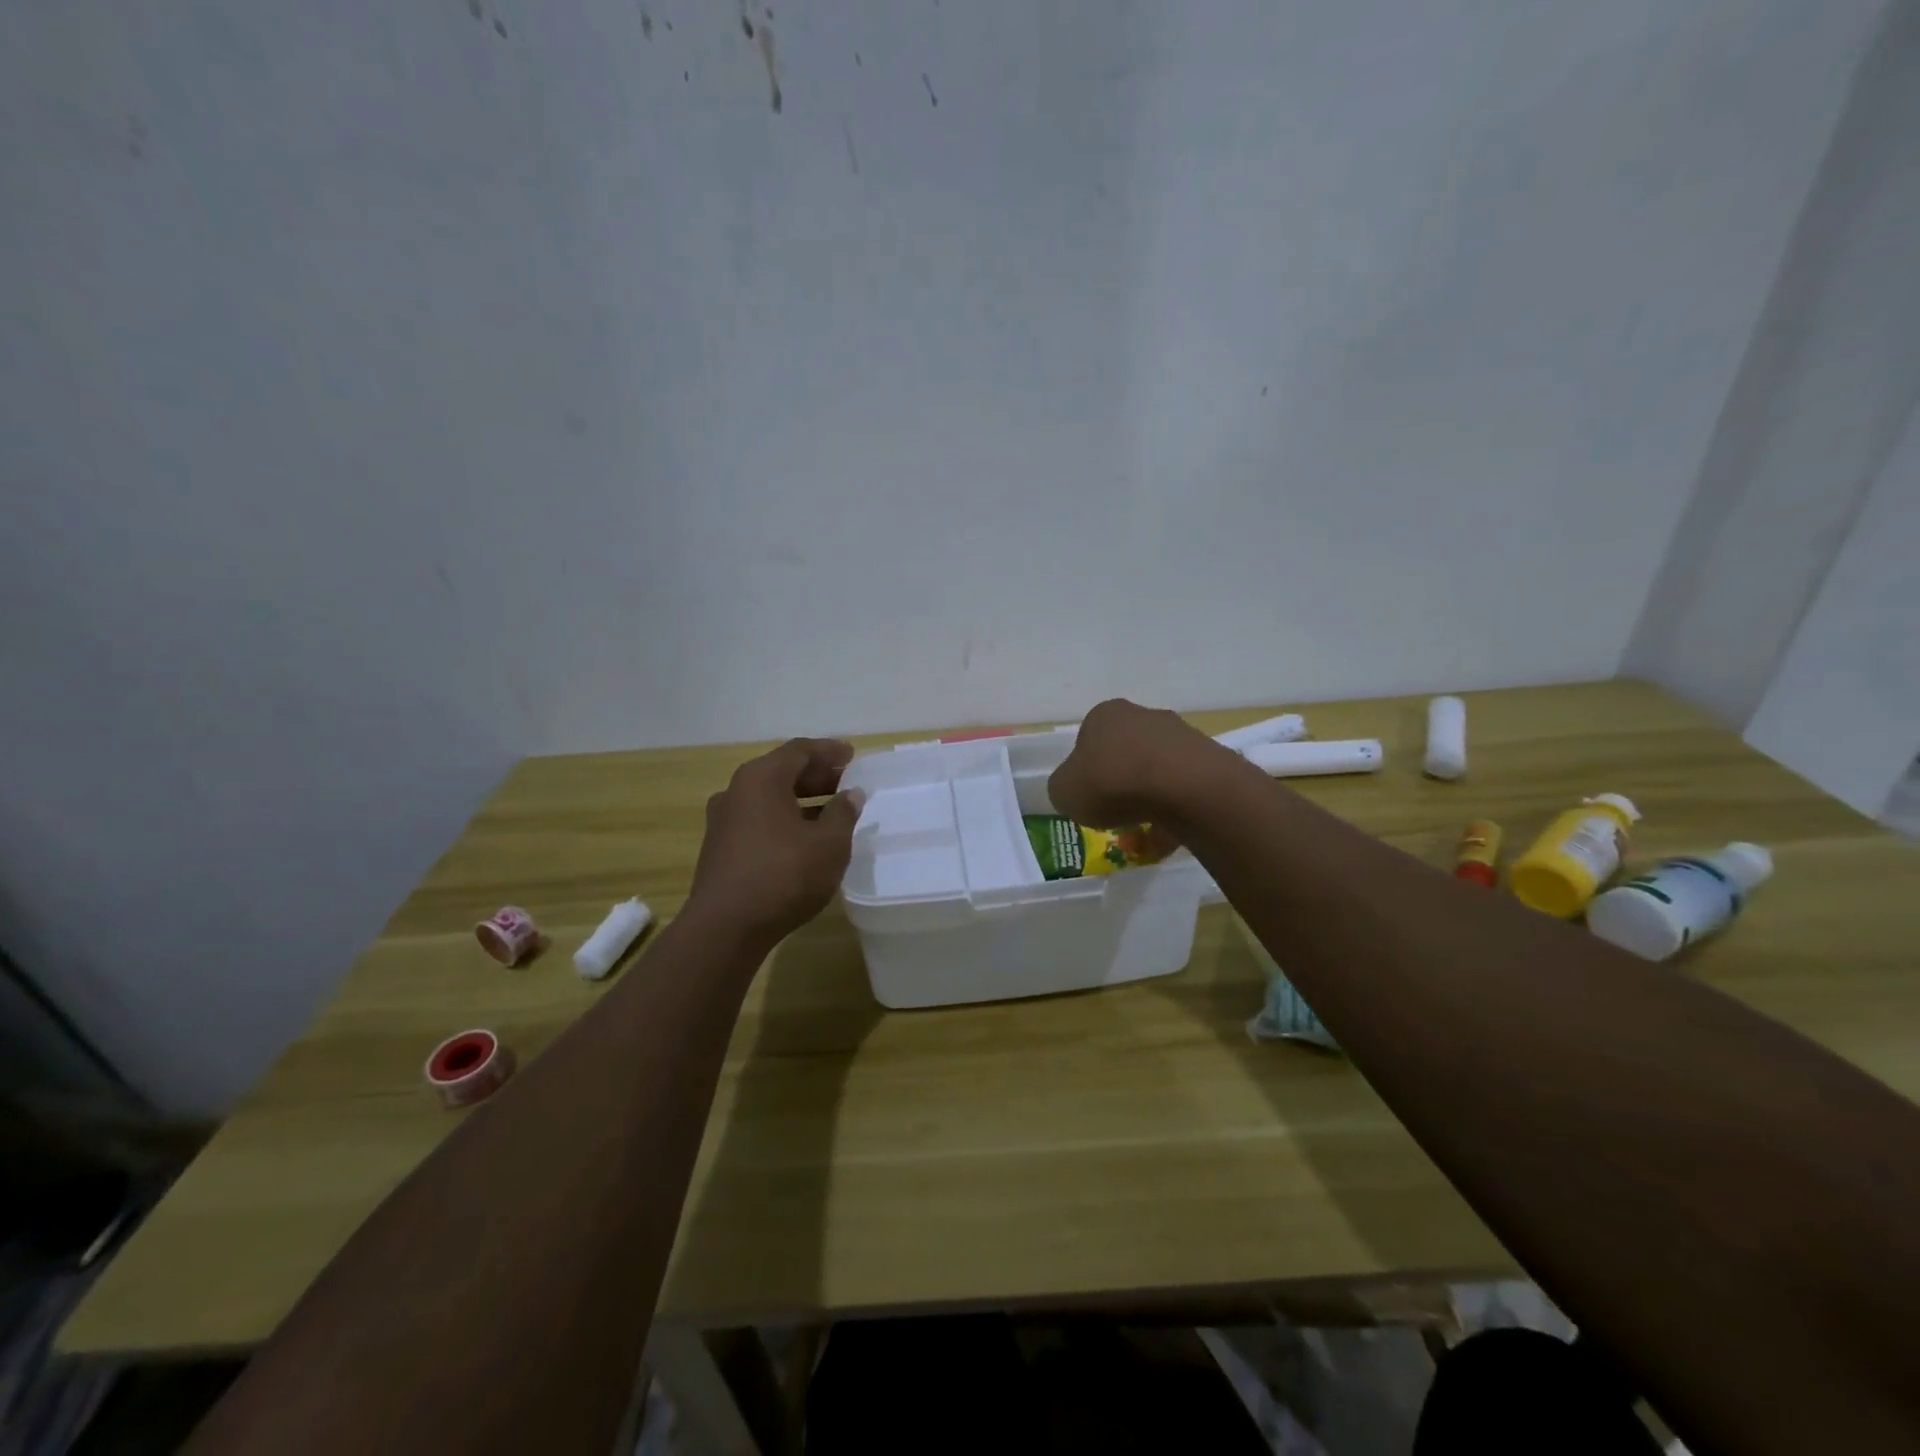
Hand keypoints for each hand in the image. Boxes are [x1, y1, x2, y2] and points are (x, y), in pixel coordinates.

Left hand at [688, 738, 865, 946]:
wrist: (725, 928)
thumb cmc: (784, 875)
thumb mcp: (829, 844)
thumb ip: (843, 813)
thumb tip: (850, 794)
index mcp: (761, 778)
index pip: (799, 751)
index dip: (829, 751)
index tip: (852, 756)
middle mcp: (737, 791)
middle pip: (781, 772)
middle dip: (816, 775)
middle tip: (845, 783)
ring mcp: (724, 821)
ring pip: (769, 798)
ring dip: (801, 800)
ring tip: (831, 813)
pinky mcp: (720, 848)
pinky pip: (759, 820)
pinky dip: (785, 820)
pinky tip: (805, 840)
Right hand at [1048, 698, 1228, 832]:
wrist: (1183, 786)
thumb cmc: (1112, 781)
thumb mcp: (1064, 792)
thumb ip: (1065, 789)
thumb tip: (1076, 790)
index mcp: (1104, 715)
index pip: (1088, 742)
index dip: (1085, 773)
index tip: (1088, 798)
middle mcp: (1142, 716)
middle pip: (1124, 754)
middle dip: (1119, 785)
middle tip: (1114, 816)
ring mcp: (1179, 735)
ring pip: (1155, 772)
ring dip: (1148, 800)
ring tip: (1143, 833)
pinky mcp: (1208, 759)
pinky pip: (1182, 790)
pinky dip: (1173, 812)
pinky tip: (1168, 836)